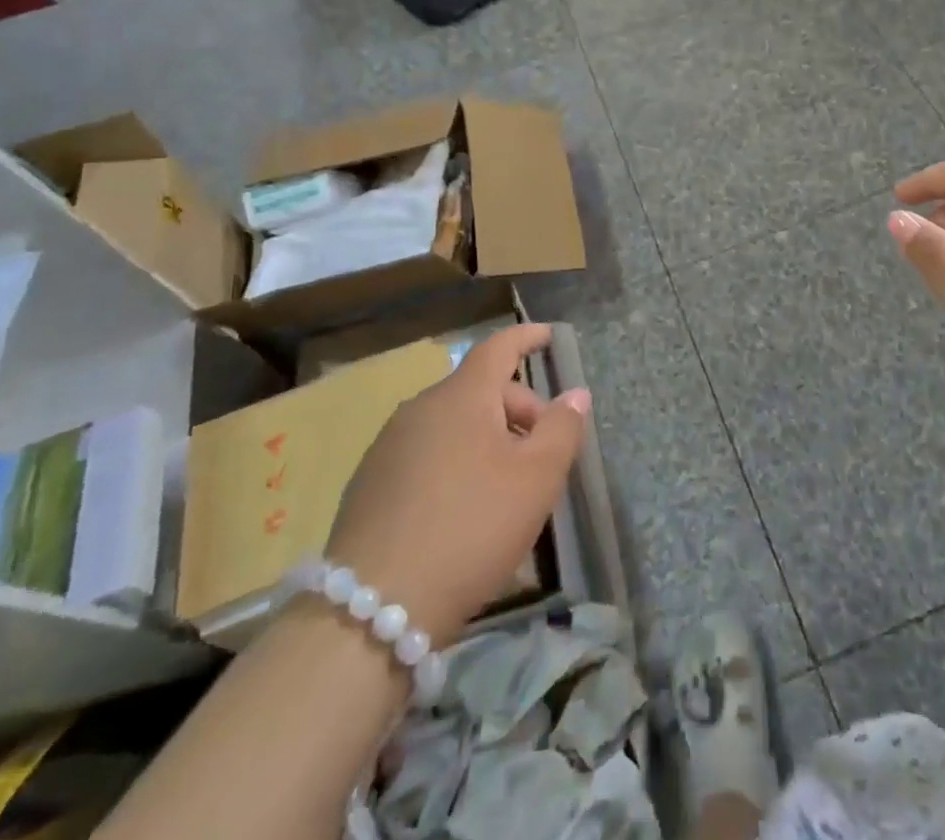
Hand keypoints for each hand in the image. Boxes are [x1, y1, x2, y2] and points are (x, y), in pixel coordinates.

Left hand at [326, 323, 588, 647]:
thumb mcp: (536, 480)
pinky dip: (455, 463)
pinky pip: (427, 454)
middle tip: (543, 454)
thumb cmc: (470, 528)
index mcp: (461, 396)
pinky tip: (464, 512)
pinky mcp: (369, 484)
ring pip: (452, 424)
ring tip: (507, 488)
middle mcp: (421, 409)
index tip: (548, 335)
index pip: (498, 347)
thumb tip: (575, 395)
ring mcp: (388, 447)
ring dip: (487, 439)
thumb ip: (562, 429)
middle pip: (479, 390)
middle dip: (518, 409)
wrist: (371, 609)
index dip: (527, 337)